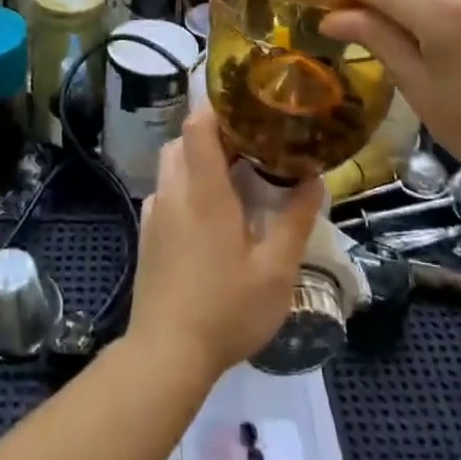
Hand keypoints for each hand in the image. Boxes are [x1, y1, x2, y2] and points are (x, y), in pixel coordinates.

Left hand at [127, 108, 323, 381]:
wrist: (165, 354)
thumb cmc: (225, 310)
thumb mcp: (275, 271)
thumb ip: (294, 221)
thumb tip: (313, 179)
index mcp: (204, 191)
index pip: (198, 124)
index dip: (219, 106)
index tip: (248, 105)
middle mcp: (174, 192)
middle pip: (184, 139)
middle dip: (215, 133)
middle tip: (251, 145)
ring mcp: (155, 213)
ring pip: (173, 164)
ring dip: (199, 158)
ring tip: (234, 177)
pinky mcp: (147, 234)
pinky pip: (166, 191)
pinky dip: (187, 185)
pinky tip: (210, 215)